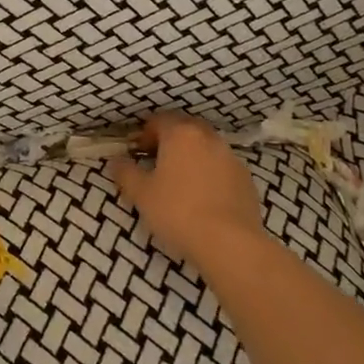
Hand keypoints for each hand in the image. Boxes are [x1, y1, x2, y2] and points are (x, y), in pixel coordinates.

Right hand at [109, 112, 267, 267]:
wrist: (229, 242)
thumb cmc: (177, 211)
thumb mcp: (141, 194)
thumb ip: (125, 173)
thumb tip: (116, 161)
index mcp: (180, 134)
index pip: (159, 120)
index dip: (145, 134)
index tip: (137, 152)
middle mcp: (208, 138)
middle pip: (185, 129)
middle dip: (170, 141)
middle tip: (157, 163)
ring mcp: (231, 157)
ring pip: (206, 147)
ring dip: (192, 157)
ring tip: (180, 182)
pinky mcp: (246, 179)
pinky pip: (222, 167)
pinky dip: (210, 174)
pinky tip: (203, 198)